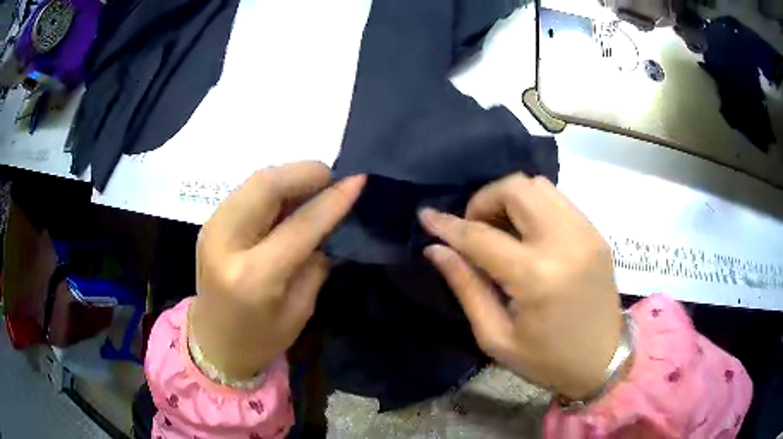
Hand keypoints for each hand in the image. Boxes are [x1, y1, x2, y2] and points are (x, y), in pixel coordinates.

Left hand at [191, 162, 364, 379]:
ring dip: (289, 176)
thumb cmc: (260, 340)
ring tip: (315, 185)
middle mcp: (226, 244)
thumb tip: (329, 222)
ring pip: (255, 180)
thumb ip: (315, 264)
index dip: (332, 199)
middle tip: (333, 177)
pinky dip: (273, 186)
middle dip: (305, 172)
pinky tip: (289, 197)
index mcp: (254, 277)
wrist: (212, 343)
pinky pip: (246, 191)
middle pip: (266, 185)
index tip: (358, 180)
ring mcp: (212, 229)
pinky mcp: (209, 223)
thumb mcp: (299, 311)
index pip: (299, 225)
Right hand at [419, 173, 621, 399]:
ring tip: (501, 228)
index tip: (426, 215)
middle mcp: (565, 242)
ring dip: (511, 199)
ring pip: (539, 186)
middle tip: (475, 228)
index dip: (448, 224)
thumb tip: (436, 250)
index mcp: (536, 277)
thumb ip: (466, 287)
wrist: (603, 361)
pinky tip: (528, 233)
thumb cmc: (547, 360)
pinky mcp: (596, 233)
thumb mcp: (496, 336)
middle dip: (484, 200)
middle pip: (516, 189)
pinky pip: (559, 200)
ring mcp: (586, 233)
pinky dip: (535, 206)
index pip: (481, 236)